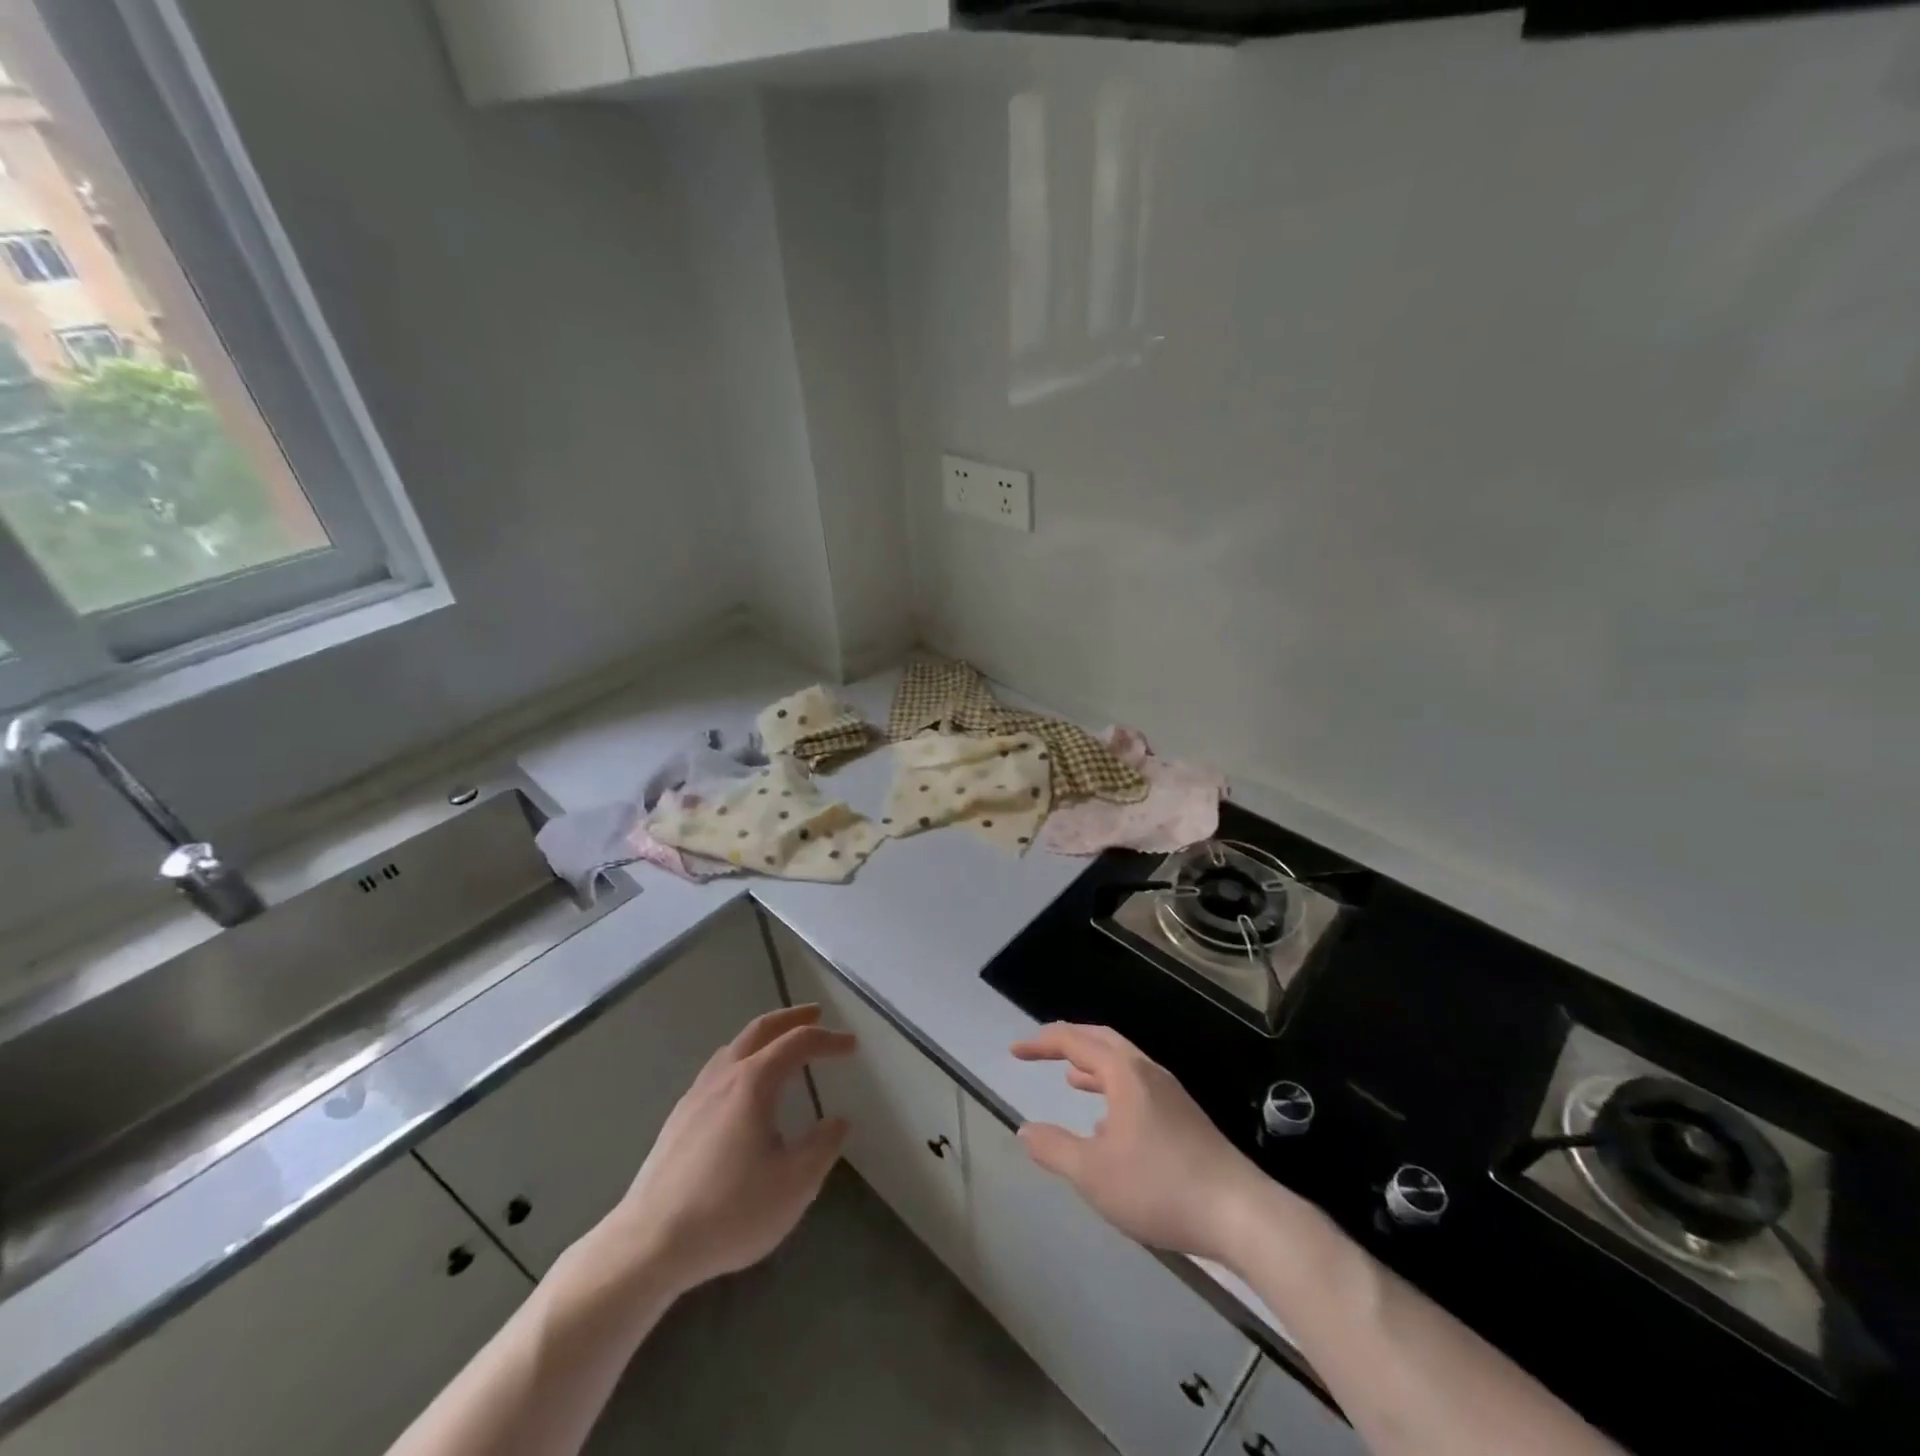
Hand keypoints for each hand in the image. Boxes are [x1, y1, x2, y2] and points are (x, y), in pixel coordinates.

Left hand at [600, 1004, 854, 1294]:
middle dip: (792, 1018)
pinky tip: (742, 1088)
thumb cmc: (729, 1211)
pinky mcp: (678, 1118)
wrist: (649, 1244)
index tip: (852, 1046)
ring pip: (734, 1047)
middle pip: (761, 1030)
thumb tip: (838, 1121)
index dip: (829, 1040)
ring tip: (781, 1046)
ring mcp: (696, 1095)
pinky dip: (741, 1059)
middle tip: (816, 1015)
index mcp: (754, 1082)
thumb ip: (822, 1147)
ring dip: (764, 1036)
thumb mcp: (793, 1185)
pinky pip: (717, 1069)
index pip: (798, 1043)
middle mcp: (724, 1076)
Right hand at [1012, 1022, 1268, 1264]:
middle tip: (1042, 1051)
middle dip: (1070, 1042)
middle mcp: (1148, 1073)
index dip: (1042, 1043)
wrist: (1241, 1214)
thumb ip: (1055, 1149)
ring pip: (1124, 1066)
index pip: (1075, 1041)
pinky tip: (1109, 1127)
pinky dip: (1114, 1091)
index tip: (1015, 1052)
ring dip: (1094, 1067)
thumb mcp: (1094, 1173)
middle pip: (1103, 1041)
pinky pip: (1139, 1088)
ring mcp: (1171, 1095)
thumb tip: (1024, 1130)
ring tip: (1071, 1079)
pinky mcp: (1186, 1119)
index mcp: (1125, 1073)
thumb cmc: (1160, 1187)